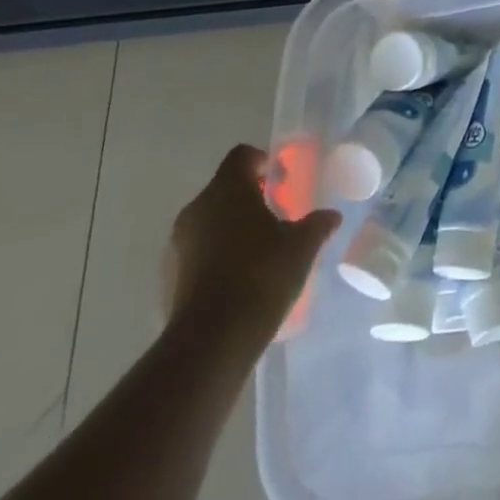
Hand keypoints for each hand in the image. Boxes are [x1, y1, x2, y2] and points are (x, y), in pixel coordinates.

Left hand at [164, 145, 340, 345]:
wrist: (210, 344)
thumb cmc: (260, 275)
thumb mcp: (302, 246)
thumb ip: (317, 224)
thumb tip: (331, 216)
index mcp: (227, 189)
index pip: (242, 156)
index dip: (262, 162)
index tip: (281, 180)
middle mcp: (197, 209)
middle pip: (225, 189)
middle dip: (249, 198)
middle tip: (276, 216)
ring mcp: (178, 246)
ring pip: (210, 222)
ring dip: (232, 229)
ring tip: (260, 252)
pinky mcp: (168, 281)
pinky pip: (198, 254)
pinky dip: (217, 258)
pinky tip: (240, 282)